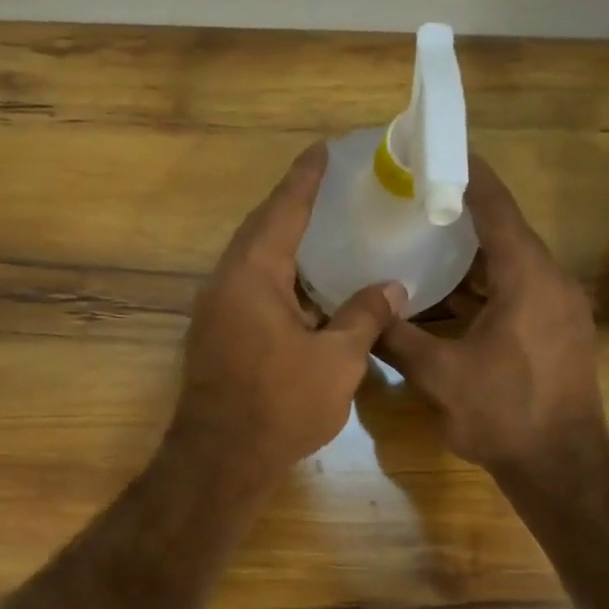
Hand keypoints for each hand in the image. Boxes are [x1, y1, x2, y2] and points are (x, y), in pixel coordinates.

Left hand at [171, 144, 405, 485]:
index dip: (305, 179)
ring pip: (254, 264)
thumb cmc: (280, 403)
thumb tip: (392, 288)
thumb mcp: (337, 360)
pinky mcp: (217, 336)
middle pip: (262, 231)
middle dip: (293, 207)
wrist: (221, 459)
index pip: (282, 211)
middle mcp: (227, 283)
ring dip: (286, 247)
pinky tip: (308, 291)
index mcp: (253, 275)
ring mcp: (216, 311)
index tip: (322, 149)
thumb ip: (365, 316)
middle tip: (326, 186)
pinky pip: (251, 291)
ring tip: (322, 232)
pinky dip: (281, 281)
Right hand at [377, 158, 608, 476]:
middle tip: (416, 200)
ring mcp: (559, 308)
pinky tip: (449, 295)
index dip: (468, 175)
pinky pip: (518, 290)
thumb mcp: (439, 376)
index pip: (497, 207)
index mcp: (528, 278)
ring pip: (512, 265)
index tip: (437, 150)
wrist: (562, 467)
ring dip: (472, 255)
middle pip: (505, 231)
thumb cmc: (504, 414)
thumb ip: (397, 339)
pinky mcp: (557, 331)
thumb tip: (363, 314)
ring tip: (425, 242)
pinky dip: (485, 285)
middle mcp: (551, 281)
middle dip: (462, 214)